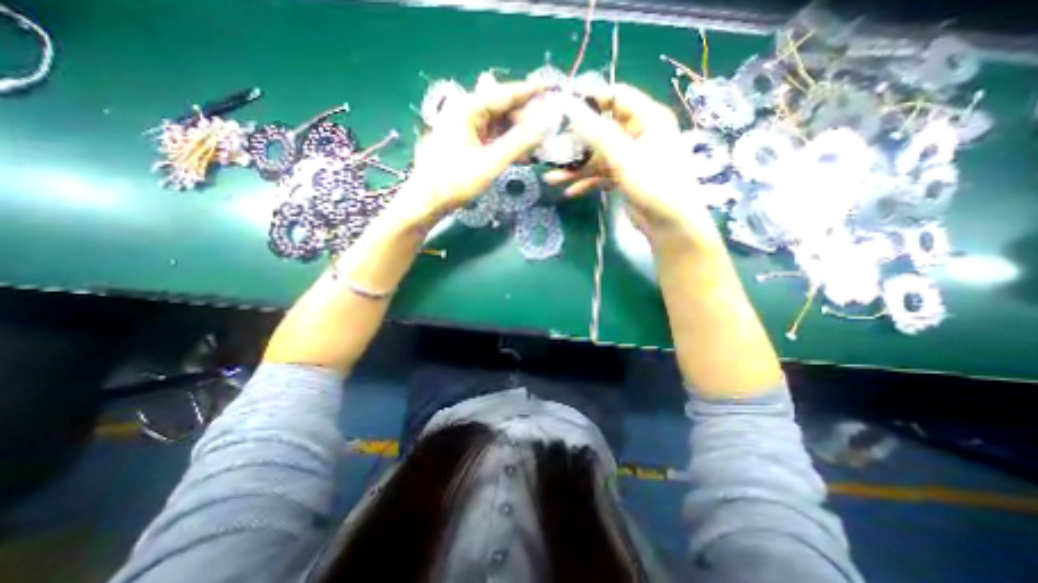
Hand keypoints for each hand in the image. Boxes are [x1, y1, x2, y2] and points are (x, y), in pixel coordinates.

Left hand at [394, 79, 546, 227]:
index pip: (505, 94)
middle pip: (502, 108)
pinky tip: (522, 156)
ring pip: (499, 124)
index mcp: (468, 108)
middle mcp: (466, 111)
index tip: (551, 89)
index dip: (530, 92)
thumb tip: (544, 126)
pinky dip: (507, 145)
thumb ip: (519, 143)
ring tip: (539, 145)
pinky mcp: (466, 142)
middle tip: (548, 129)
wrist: (428, 200)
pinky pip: (492, 137)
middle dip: (525, 119)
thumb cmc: (456, 181)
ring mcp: (465, 127)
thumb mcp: (491, 162)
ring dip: (518, 135)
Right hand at [545, 82, 724, 242]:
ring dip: (576, 169)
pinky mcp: (624, 177)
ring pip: (597, 157)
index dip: (590, 99)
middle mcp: (638, 134)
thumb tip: (571, 109)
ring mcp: (630, 158)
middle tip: (552, 150)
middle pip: (601, 130)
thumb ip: (597, 133)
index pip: (616, 97)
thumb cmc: (654, 184)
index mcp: (647, 118)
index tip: (563, 107)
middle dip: (576, 144)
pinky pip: (601, 175)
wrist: (669, 223)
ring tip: (552, 179)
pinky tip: (570, 192)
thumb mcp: (624, 157)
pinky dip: (587, 183)